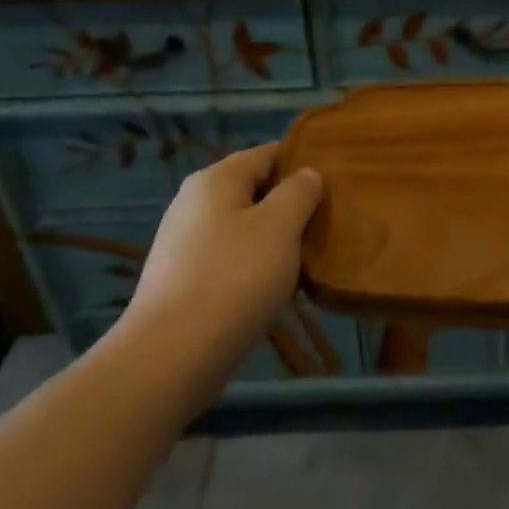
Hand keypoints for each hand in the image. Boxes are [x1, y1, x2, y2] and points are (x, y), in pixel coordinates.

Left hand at [113, 144, 323, 396]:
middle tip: (329, 223)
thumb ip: (299, 193)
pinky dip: (255, 266)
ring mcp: (185, 242)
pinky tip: (276, 287)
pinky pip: (230, 259)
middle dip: (291, 205)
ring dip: (276, 239)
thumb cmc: (234, 278)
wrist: (172, 355)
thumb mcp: (280, 227)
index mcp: (216, 179)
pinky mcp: (183, 279)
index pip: (267, 153)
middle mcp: (194, 202)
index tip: (336, 183)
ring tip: (310, 258)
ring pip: (244, 227)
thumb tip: (306, 174)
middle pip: (254, 190)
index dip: (302, 162)